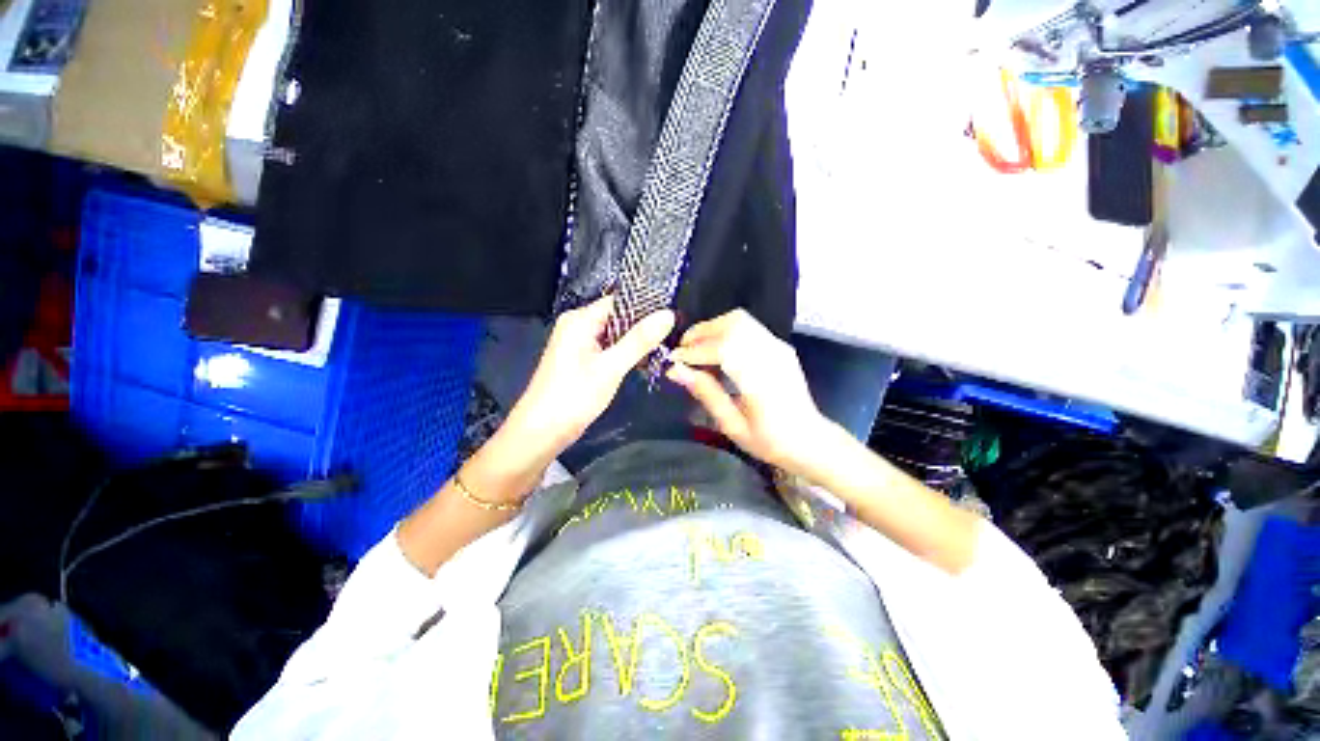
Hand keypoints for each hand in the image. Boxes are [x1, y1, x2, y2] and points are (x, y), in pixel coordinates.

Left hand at [503, 295, 674, 465]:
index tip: (673, 316)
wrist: (542, 432)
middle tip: (673, 335)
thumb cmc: (574, 396)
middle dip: (643, 327)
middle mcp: (578, 325)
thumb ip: (639, 340)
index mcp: (580, 319)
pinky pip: (609, 348)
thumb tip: (668, 314)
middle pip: (618, 317)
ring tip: (665, 347)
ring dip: (636, 342)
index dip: (646, 307)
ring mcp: (579, 343)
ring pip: (615, 334)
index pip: (619, 301)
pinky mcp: (582, 360)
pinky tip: (645, 361)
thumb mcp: (611, 367)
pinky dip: (625, 354)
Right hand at [666, 309, 829, 473]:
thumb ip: (706, 393)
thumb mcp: (732, 425)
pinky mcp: (779, 346)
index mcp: (761, 379)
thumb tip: (675, 371)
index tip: (673, 361)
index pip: (722, 349)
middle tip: (683, 352)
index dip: (694, 352)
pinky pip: (748, 327)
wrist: (810, 440)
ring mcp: (778, 347)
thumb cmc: (770, 441)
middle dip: (701, 333)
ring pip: (740, 320)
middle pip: (732, 324)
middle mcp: (772, 355)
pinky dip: (726, 332)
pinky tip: (716, 351)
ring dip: (713, 329)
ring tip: (696, 350)